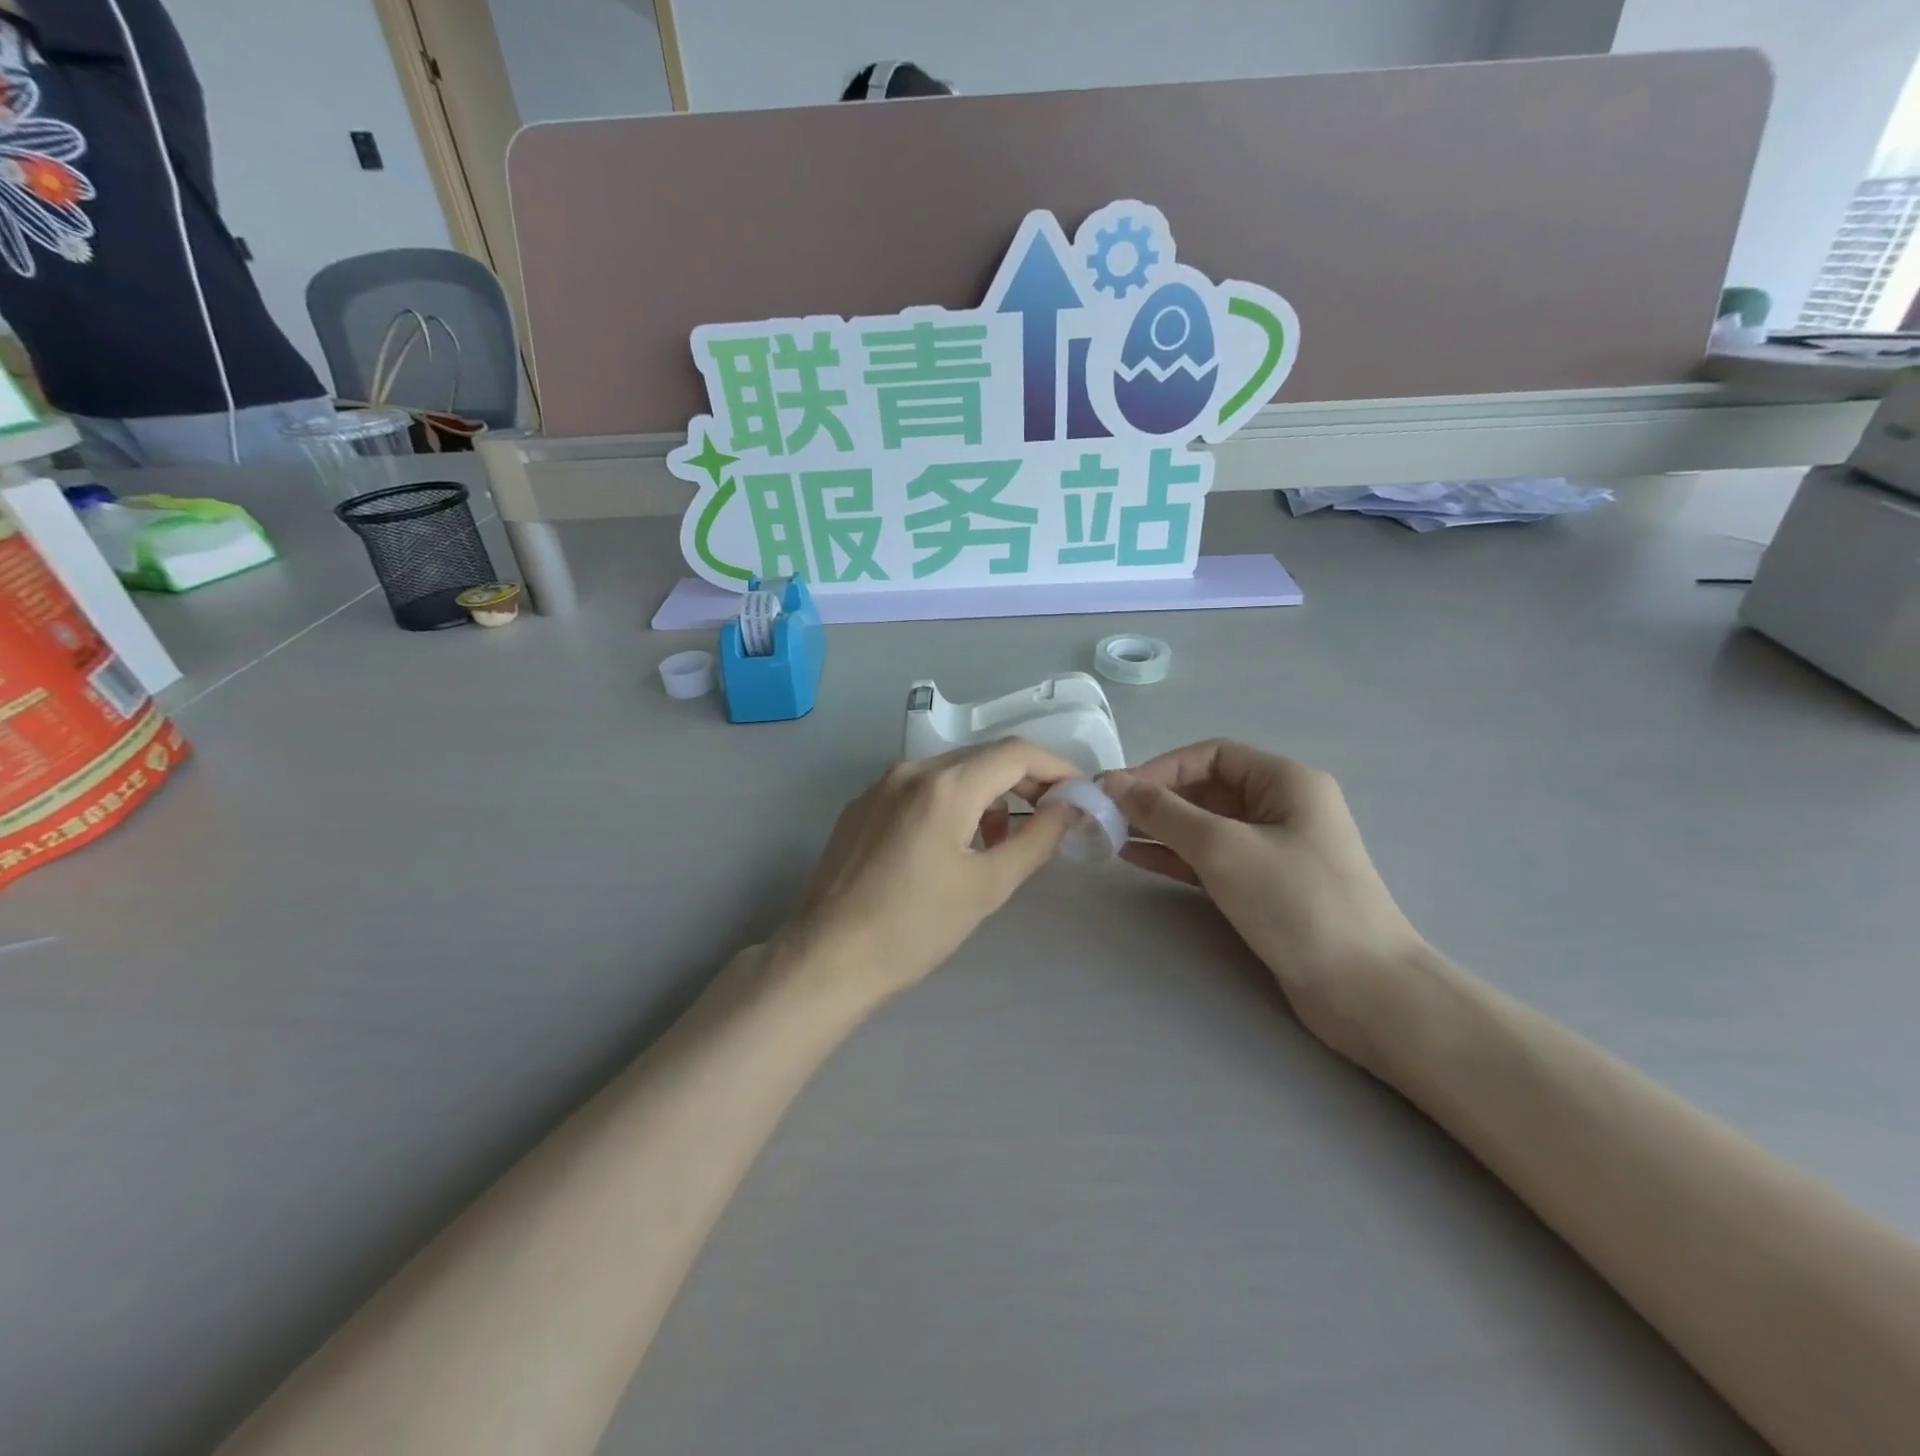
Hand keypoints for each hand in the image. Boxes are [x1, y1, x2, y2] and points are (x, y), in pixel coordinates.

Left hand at [776, 740, 1079, 999]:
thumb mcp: (987, 886)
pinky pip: (920, 790)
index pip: (1015, 753)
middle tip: (1050, 817)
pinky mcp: (861, 807)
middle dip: (1023, 782)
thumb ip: (1036, 839)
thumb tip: (1068, 809)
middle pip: (982, 758)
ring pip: (950, 773)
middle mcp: (910, 770)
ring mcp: (880, 786)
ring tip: (1000, 841)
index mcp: (944, 785)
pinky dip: (950, 804)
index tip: (1079, 795)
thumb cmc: (915, 928)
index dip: (1055, 769)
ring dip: (986, 795)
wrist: (827, 959)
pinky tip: (952, 845)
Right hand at [1105, 742, 1428, 1071]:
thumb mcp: (1224, 848)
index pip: (1211, 755)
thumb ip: (1164, 812)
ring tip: (1109, 835)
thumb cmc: (1297, 903)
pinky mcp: (1265, 886)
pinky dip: (1174, 856)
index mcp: (1286, 781)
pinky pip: (1211, 858)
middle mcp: (1281, 806)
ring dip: (1159, 828)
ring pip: (1205, 826)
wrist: (1365, 991)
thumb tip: (1112, 782)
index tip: (1116, 791)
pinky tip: (1136, 858)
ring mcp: (1274, 849)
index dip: (1160, 767)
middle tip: (1105, 815)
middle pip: (1206, 788)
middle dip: (1155, 799)